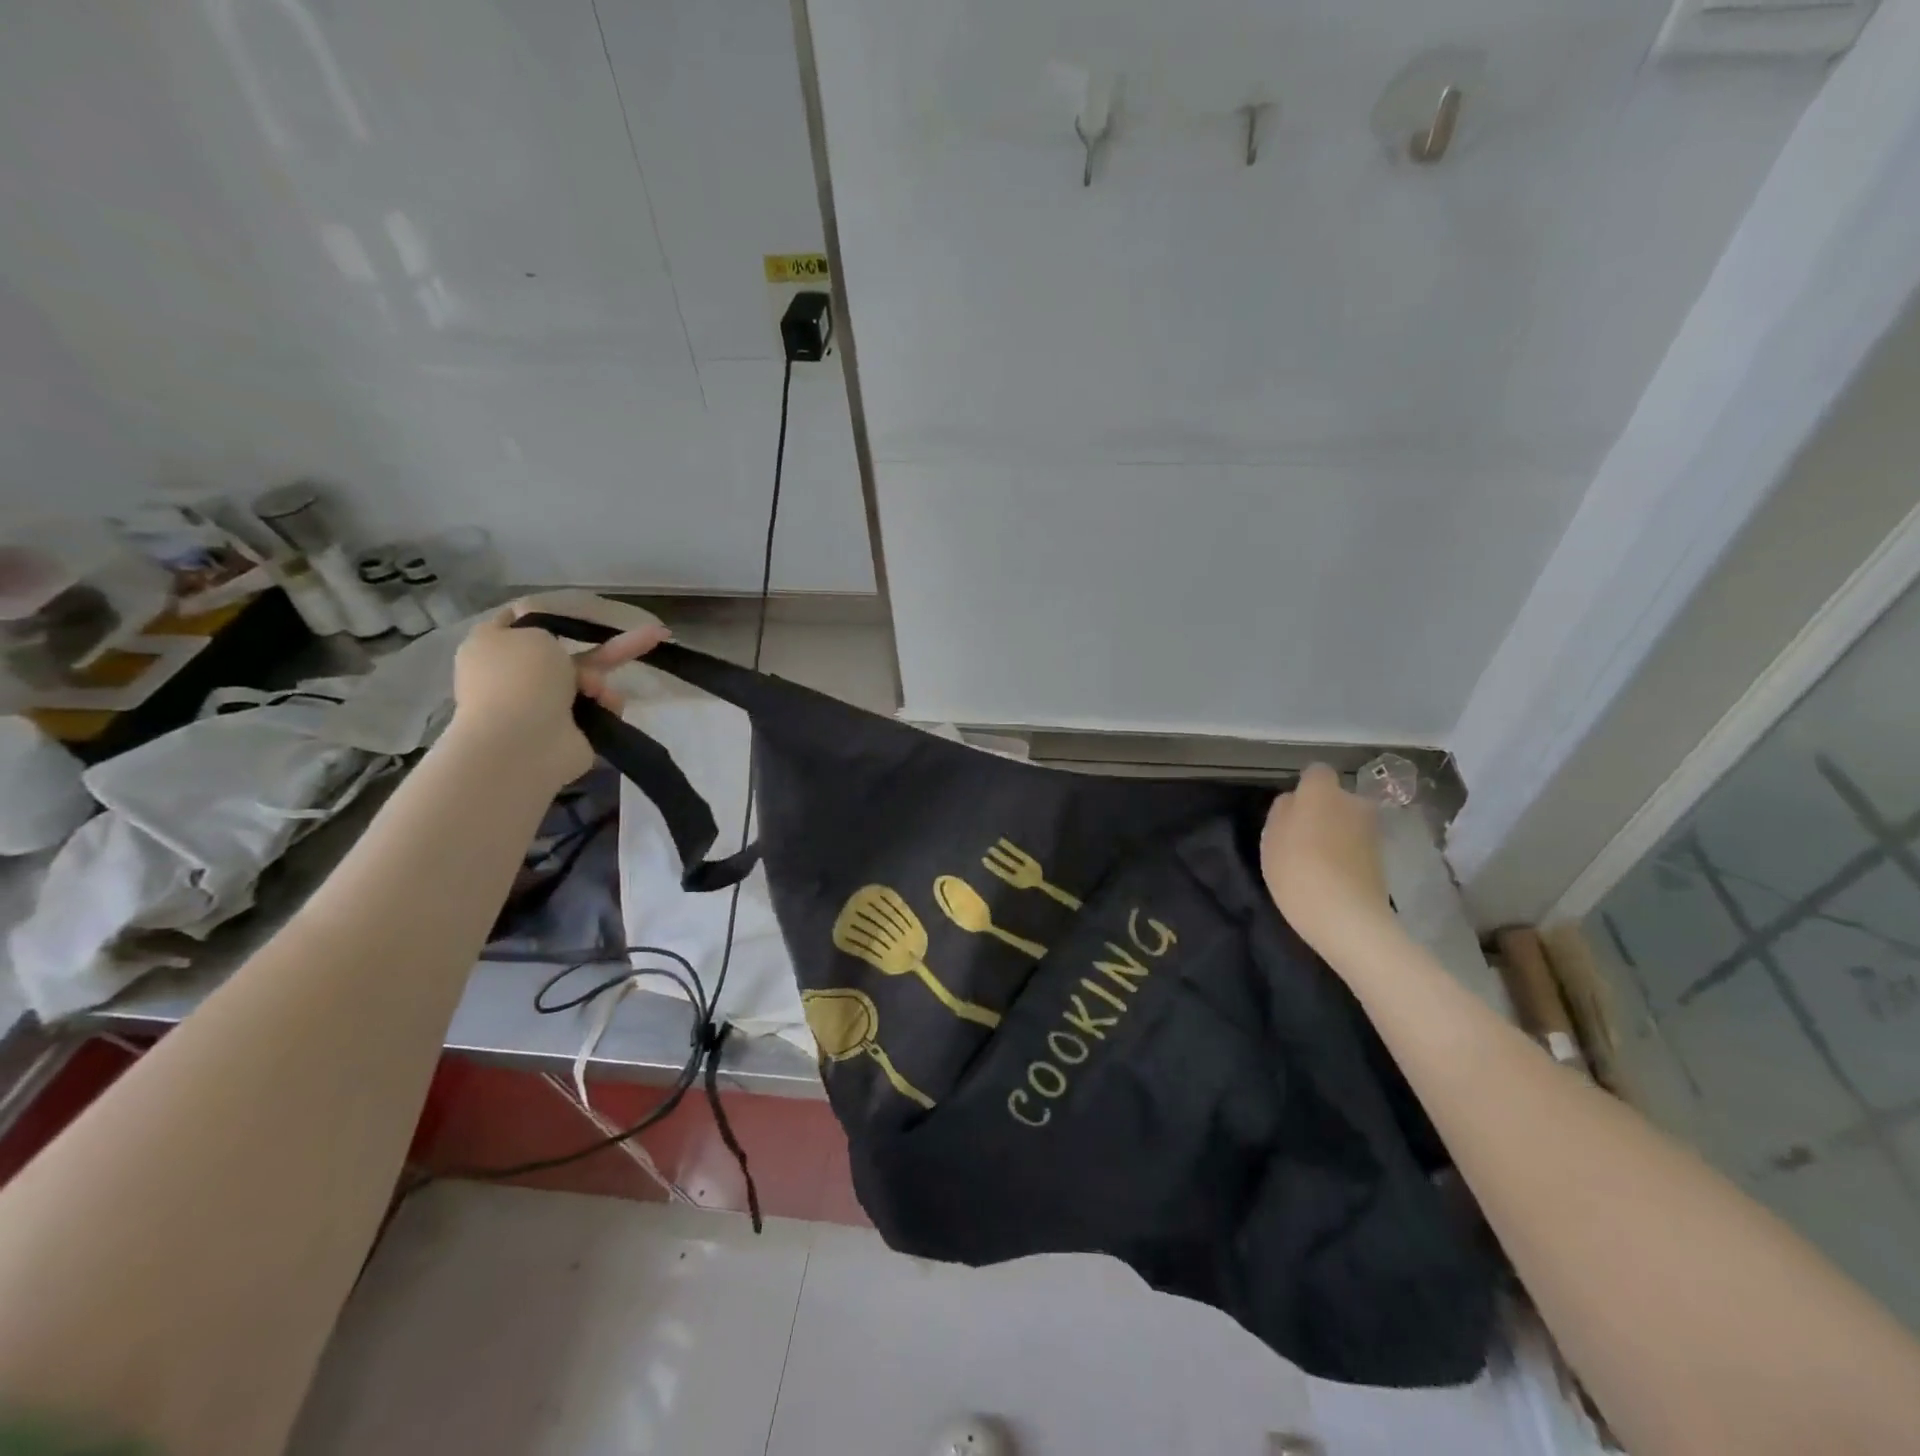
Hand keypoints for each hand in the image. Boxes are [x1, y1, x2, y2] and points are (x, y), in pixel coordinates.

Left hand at [450, 600, 669, 786]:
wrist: (522, 743)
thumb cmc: (521, 679)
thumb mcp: (532, 632)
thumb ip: (546, 626)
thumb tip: (547, 640)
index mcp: (496, 648)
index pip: (524, 622)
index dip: (553, 614)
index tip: (583, 611)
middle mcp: (520, 676)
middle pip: (571, 653)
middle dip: (610, 647)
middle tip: (655, 634)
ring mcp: (546, 705)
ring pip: (591, 681)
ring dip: (601, 682)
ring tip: (600, 692)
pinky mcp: (572, 731)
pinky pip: (601, 709)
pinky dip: (606, 705)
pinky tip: (606, 707)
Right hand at [1259, 762, 1398, 964]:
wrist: (1348, 917)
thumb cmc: (1298, 870)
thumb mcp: (1271, 838)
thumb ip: (1282, 811)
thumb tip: (1294, 801)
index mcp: (1322, 792)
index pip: (1316, 772)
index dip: (1304, 787)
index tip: (1291, 809)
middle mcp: (1354, 803)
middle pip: (1336, 798)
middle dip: (1323, 811)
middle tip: (1302, 837)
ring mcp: (1372, 831)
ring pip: (1348, 822)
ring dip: (1336, 833)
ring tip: (1317, 861)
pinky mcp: (1383, 858)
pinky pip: (1357, 845)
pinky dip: (1347, 854)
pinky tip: (1333, 876)